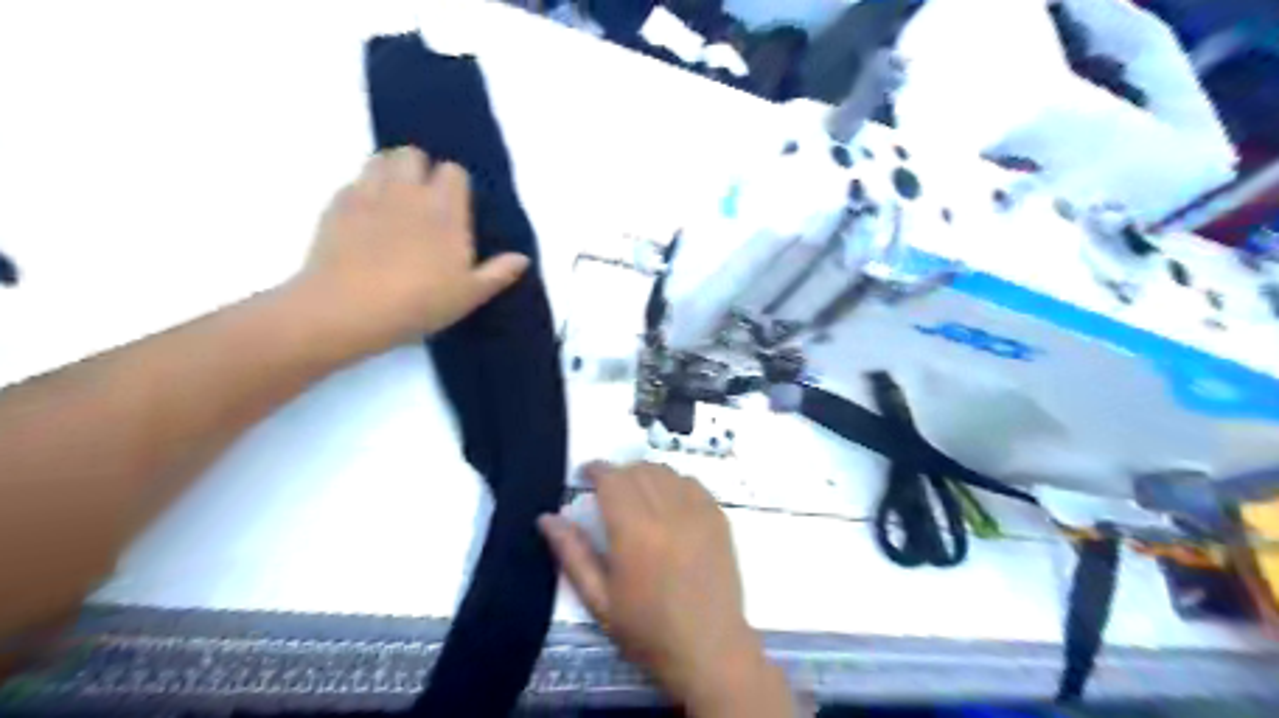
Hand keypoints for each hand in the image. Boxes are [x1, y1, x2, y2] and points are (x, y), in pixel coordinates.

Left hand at [295, 144, 525, 349]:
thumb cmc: (419, 303)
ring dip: (390, 172)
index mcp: (445, 211)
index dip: (455, 185)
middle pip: (413, 154)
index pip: (453, 172)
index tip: (455, 207)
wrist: (350, 309)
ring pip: (380, 159)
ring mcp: (369, 194)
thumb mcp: (469, 295)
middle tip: (422, 199)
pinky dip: (362, 192)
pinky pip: (353, 182)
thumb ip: (498, 273)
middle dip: (419, 168)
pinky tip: (365, 218)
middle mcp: (408, 192)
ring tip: (394, 200)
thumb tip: (522, 258)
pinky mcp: (337, 205)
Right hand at [535, 463, 790, 713]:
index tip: (586, 473)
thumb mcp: (599, 600)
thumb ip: (573, 555)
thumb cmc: (647, 630)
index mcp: (635, 532)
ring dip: (646, 474)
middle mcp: (668, 512)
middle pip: (639, 470)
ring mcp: (698, 512)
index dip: (597, 469)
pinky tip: (669, 501)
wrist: (708, 650)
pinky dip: (674, 482)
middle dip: (619, 472)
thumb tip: (547, 518)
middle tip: (608, 490)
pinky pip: (693, 483)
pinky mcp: (719, 518)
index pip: (613, 479)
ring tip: (637, 493)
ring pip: (666, 472)